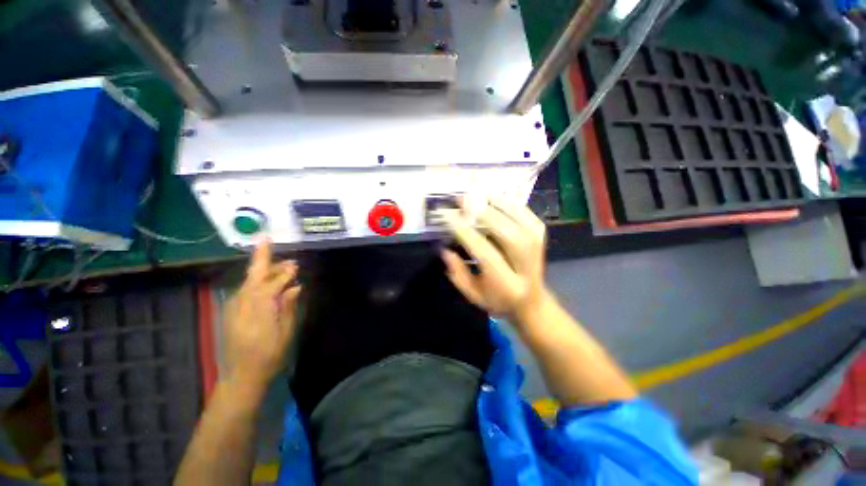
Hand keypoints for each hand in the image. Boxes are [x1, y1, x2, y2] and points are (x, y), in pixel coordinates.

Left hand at [224, 240, 301, 390]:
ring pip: (249, 281)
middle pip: (253, 276)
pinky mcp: (231, 311)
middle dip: (262, 258)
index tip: (296, 266)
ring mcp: (233, 307)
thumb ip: (288, 307)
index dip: (284, 273)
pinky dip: (257, 281)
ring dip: (264, 270)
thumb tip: (295, 287)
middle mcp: (241, 304)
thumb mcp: (285, 333)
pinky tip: (268, 283)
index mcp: (257, 310)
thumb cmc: (269, 356)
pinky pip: (245, 290)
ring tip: (282, 267)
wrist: (241, 376)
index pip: (271, 283)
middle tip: (271, 243)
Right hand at [439, 197, 549, 322]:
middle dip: (484, 215)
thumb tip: (445, 250)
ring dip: (498, 205)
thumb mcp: (473, 295)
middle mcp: (526, 266)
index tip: (449, 216)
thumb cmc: (498, 300)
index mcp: (507, 285)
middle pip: (508, 235)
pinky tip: (497, 198)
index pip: (486, 254)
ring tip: (479, 194)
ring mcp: (538, 250)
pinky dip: (513, 205)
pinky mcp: (541, 239)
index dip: (467, 233)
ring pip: (521, 223)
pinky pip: (528, 217)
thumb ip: (458, 274)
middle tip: (464, 200)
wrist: (532, 302)